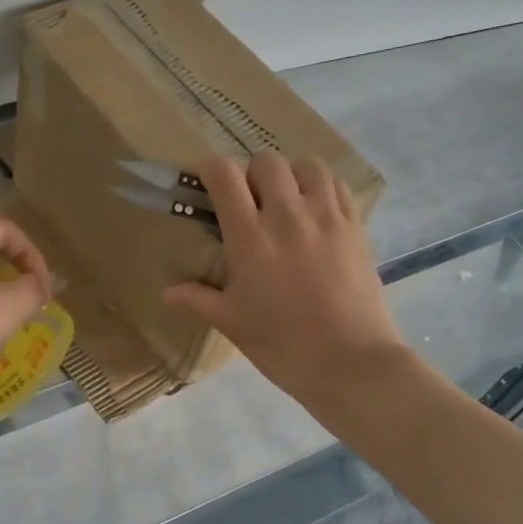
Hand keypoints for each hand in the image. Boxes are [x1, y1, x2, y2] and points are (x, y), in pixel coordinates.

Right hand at [163, 153, 405, 402]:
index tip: (204, 182)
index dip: (209, 168)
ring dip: (290, 175)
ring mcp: (327, 217)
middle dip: (250, 173)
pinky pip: (338, 185)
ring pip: (306, 165)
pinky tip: (315, 211)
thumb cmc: (282, 344)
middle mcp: (288, 215)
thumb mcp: (232, 323)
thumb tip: (167, 293)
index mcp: (250, 237)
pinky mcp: (355, 226)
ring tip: (287, 202)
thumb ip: (198, 298)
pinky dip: (322, 187)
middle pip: (266, 161)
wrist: (349, 362)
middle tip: (248, 203)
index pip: (224, 174)